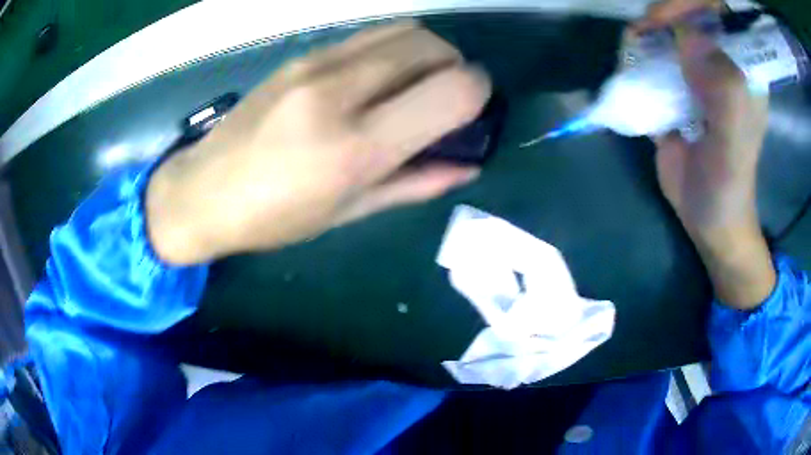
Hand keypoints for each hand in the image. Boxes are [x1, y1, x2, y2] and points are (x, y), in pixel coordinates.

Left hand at [146, 22, 490, 264]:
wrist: (204, 191)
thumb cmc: (275, 217)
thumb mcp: (350, 212)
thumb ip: (415, 183)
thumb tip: (468, 165)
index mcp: (357, 146)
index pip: (452, 90)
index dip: (478, 92)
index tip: (475, 107)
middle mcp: (340, 91)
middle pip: (432, 46)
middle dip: (456, 66)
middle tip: (447, 96)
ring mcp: (317, 64)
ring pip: (404, 30)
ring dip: (427, 51)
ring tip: (416, 83)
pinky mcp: (302, 55)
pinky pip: (370, 35)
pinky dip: (393, 49)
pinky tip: (379, 78)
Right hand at [636, 1, 775, 308]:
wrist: (708, 217)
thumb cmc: (728, 185)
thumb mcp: (734, 142)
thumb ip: (724, 90)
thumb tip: (685, 37)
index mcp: (743, 70)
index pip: (720, 15)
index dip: (693, 5)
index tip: (668, 18)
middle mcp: (720, 64)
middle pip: (690, 16)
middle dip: (664, 16)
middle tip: (646, 32)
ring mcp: (696, 75)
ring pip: (668, 33)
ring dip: (647, 35)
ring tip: (635, 52)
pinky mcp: (676, 89)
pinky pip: (654, 58)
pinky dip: (637, 56)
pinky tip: (631, 69)